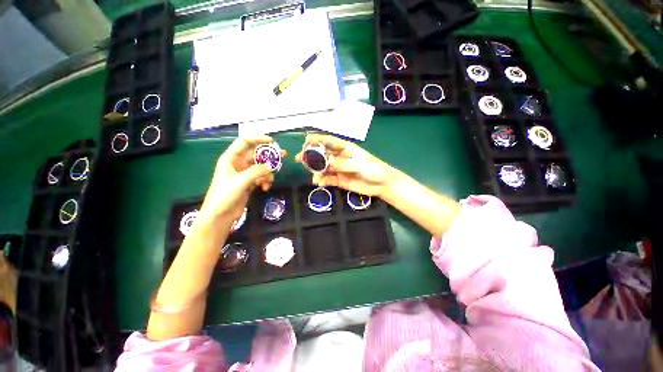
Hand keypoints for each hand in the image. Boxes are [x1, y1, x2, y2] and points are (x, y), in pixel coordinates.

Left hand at [200, 136, 285, 223]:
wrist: (220, 216)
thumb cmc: (225, 195)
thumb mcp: (241, 181)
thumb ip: (257, 171)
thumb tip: (271, 166)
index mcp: (230, 159)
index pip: (244, 142)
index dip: (258, 139)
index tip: (272, 141)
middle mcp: (237, 164)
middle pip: (256, 155)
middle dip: (269, 156)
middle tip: (283, 155)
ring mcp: (244, 174)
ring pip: (260, 167)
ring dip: (268, 172)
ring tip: (270, 180)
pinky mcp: (248, 184)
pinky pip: (261, 177)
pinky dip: (265, 181)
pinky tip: (265, 188)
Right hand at [296, 134, 396, 196]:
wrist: (381, 184)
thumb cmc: (373, 168)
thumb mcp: (358, 164)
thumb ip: (341, 162)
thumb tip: (325, 161)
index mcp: (345, 148)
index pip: (328, 140)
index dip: (317, 139)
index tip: (305, 141)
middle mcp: (339, 157)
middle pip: (322, 154)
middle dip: (310, 156)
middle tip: (299, 159)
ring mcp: (338, 169)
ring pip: (323, 167)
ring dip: (316, 171)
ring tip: (315, 178)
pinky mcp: (339, 180)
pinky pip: (327, 179)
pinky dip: (322, 180)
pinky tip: (320, 183)